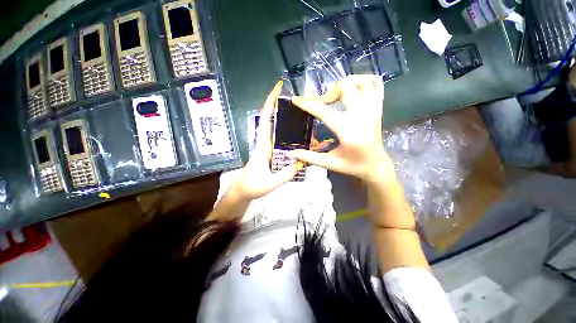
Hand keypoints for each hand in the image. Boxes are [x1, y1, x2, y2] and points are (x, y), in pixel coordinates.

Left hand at [229, 81, 299, 200]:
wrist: (244, 191)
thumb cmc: (252, 186)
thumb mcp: (269, 183)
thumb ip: (285, 174)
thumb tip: (301, 162)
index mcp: (263, 146)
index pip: (265, 119)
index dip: (270, 102)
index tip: (278, 88)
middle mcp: (267, 143)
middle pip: (276, 122)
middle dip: (288, 111)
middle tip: (306, 106)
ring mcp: (271, 149)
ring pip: (283, 133)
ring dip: (295, 127)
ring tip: (311, 125)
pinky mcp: (274, 154)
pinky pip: (285, 144)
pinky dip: (295, 141)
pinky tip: (306, 143)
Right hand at [290, 75, 392, 181]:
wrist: (376, 165)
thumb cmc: (353, 165)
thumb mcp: (330, 163)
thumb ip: (309, 157)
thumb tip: (291, 153)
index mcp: (348, 131)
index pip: (324, 111)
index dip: (307, 104)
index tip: (295, 99)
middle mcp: (362, 116)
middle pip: (345, 86)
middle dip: (328, 92)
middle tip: (321, 103)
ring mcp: (373, 109)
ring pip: (360, 81)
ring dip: (344, 84)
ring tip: (335, 96)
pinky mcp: (378, 107)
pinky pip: (375, 83)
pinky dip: (363, 80)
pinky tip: (353, 89)